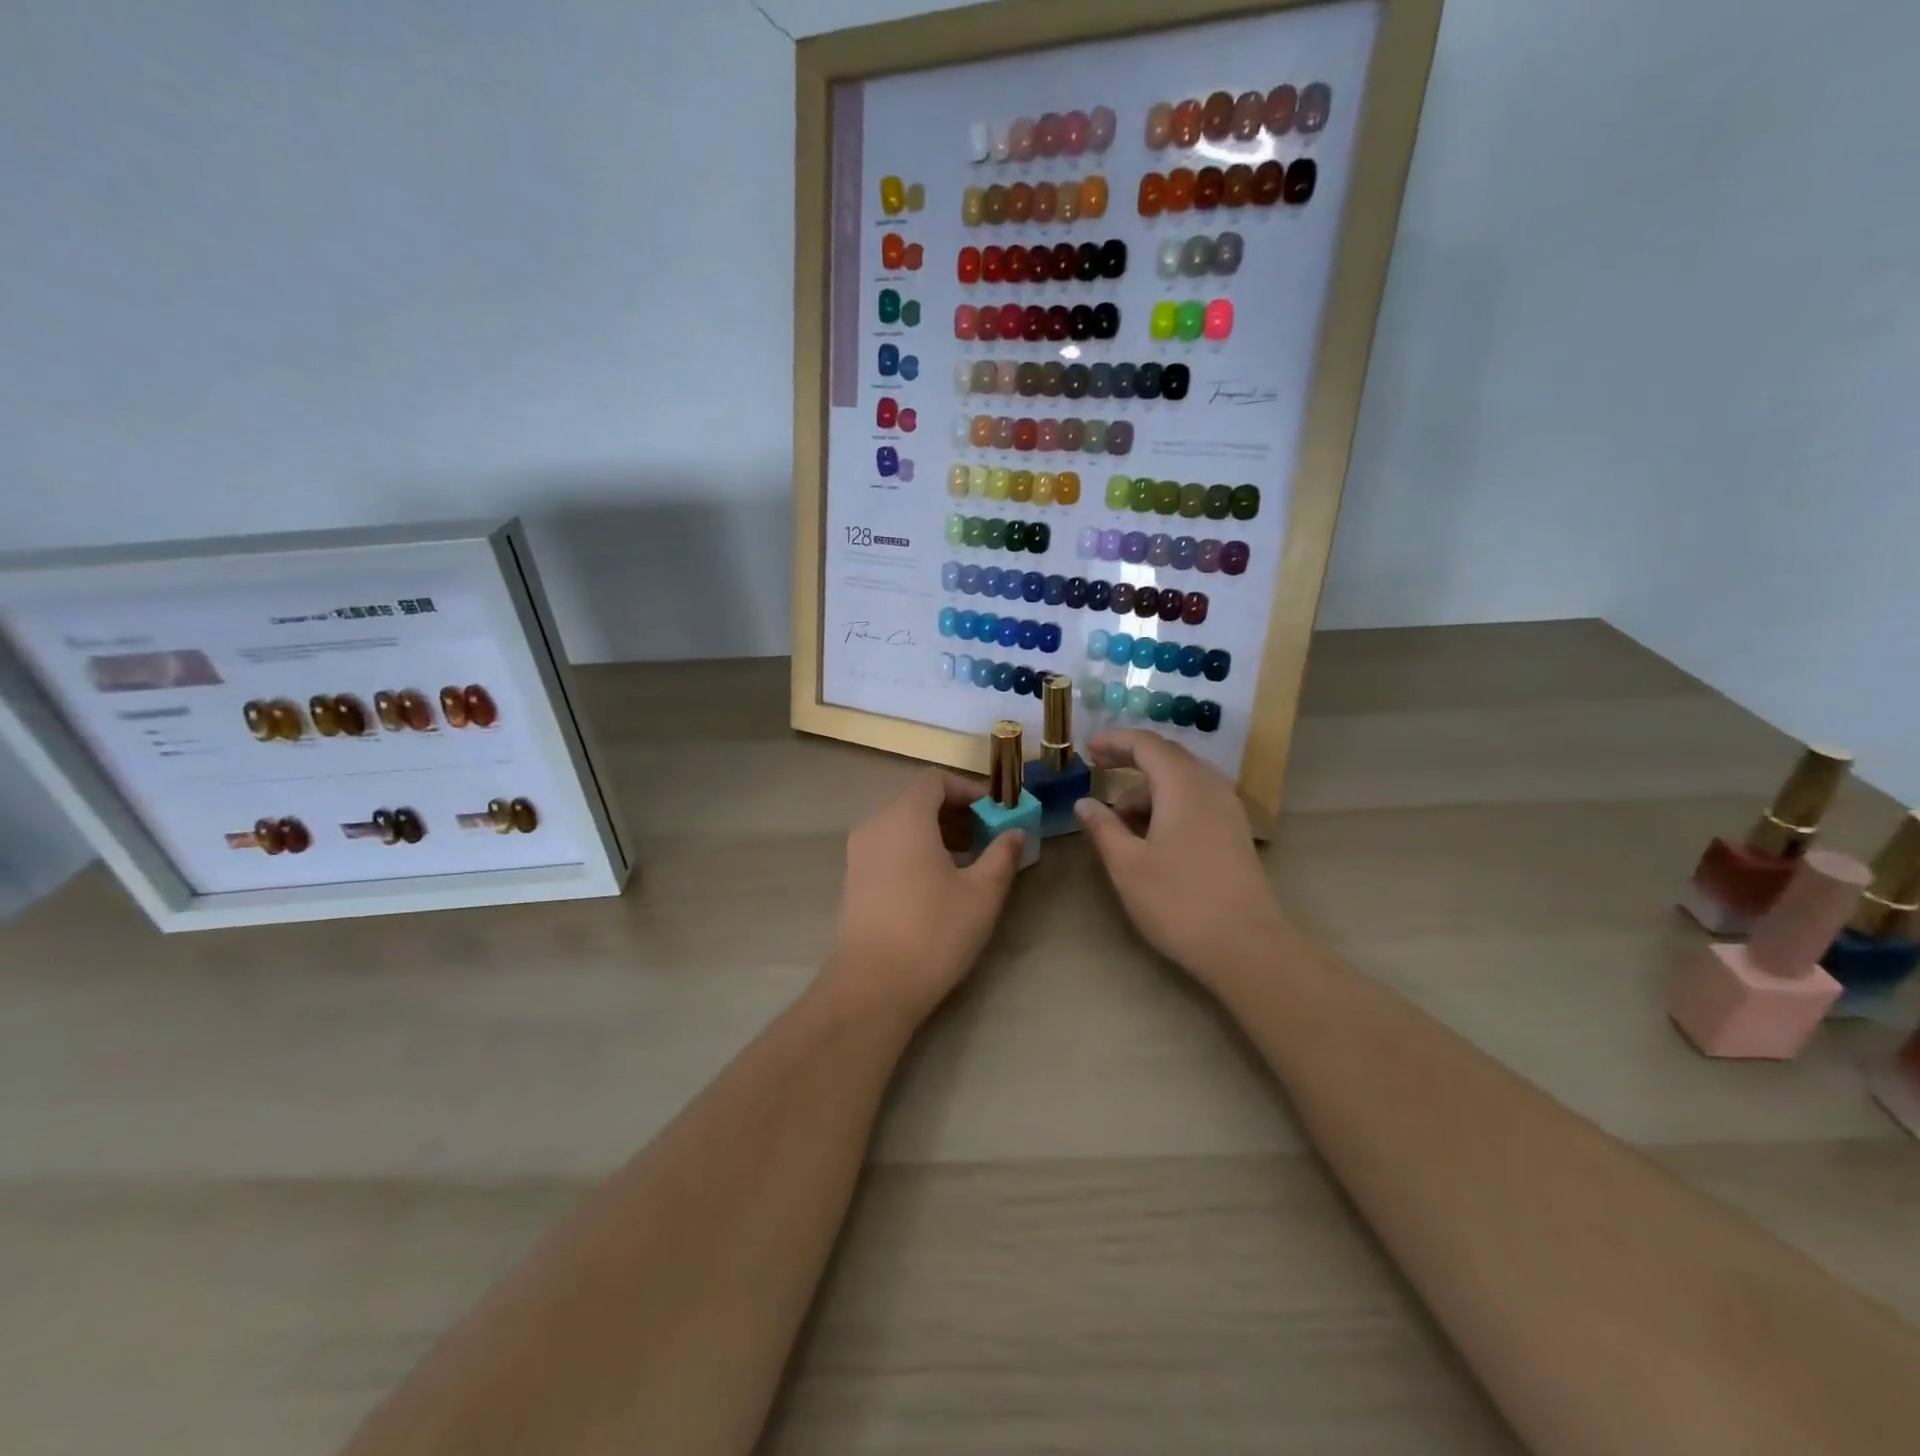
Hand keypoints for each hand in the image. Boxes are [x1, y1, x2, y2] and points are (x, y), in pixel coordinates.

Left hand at [822, 769, 1025, 1026]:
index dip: (968, 790)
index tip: (993, 815)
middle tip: (985, 840)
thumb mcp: (982, 893)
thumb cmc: (934, 931)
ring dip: (936, 833)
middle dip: (955, 813)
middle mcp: (876, 825)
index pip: (935, 780)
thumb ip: (1002, 855)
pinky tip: (936, 884)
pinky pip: (888, 846)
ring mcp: (859, 852)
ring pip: (901, 825)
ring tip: (965, 864)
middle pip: (917, 800)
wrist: (874, 985)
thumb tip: (1015, 833)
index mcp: (905, 817)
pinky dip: (914, 850)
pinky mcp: (853, 878)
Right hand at [1075, 729, 1283, 989]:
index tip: (1087, 749)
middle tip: (1099, 770)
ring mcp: (1228, 811)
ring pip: (1183, 781)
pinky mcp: (1235, 833)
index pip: (1146, 744)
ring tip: (1120, 821)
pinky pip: (1197, 801)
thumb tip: (1085, 802)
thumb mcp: (1127, 865)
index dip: (1115, 741)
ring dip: (1149, 789)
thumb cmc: (1178, 902)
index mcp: (1183, 786)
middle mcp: (1210, 787)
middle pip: (1168, 757)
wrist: (1247, 946)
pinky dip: (1169, 804)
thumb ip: (1103, 828)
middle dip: (1131, 760)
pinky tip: (1152, 835)